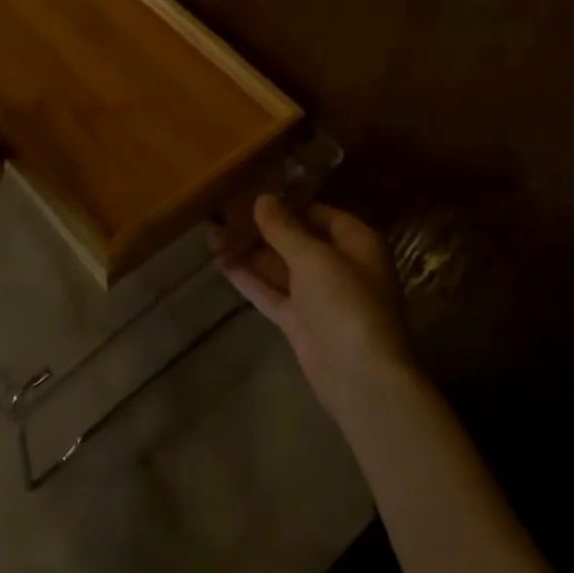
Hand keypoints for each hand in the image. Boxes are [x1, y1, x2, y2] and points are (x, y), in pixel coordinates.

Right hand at [212, 195, 413, 419]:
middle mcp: (340, 267)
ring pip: (280, 267)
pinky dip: (249, 279)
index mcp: (357, 244)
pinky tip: (221, 263)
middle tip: (224, 213)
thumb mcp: (313, 257)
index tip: (254, 194)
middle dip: (262, 229)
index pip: (321, 213)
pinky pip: (272, 293)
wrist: (360, 378)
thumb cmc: (346, 303)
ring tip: (212, 234)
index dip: (289, 204)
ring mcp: (319, 298)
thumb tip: (263, 198)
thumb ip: (284, 228)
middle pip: (297, 240)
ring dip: (249, 252)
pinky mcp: (300, 323)